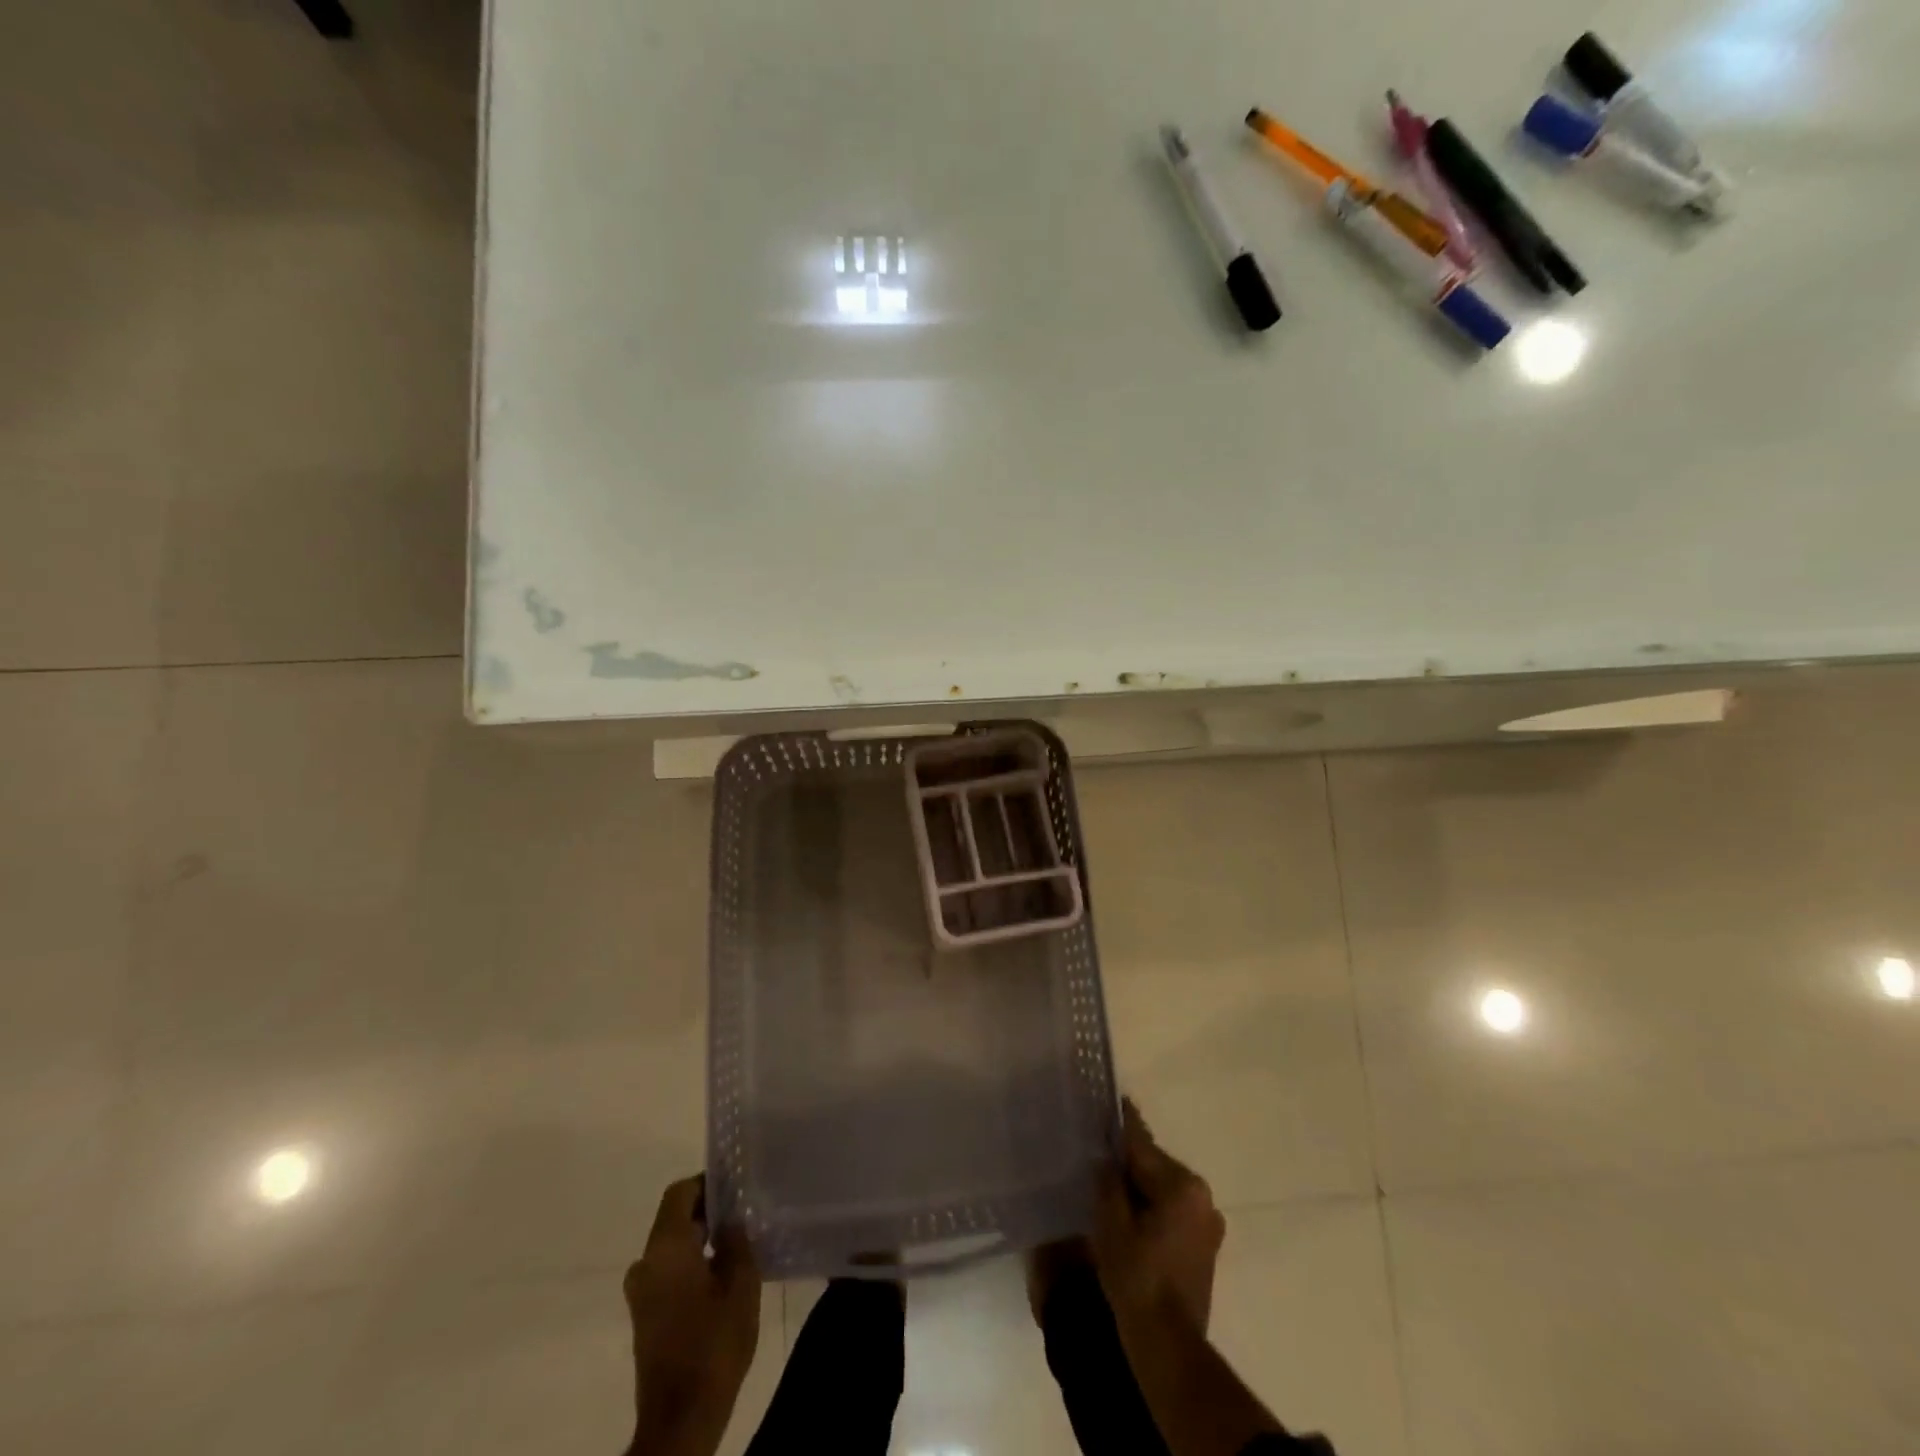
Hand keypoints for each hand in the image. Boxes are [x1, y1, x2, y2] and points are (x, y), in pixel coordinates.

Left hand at [624, 1176, 760, 1455]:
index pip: (679, 1192)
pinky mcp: (644, 1315)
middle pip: (673, 1218)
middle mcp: (645, 1262)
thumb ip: (737, 1242)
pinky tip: (720, 1276)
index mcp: (665, 1247)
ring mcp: (640, 1291)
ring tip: (736, 1243)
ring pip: (671, 1246)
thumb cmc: (713, 1344)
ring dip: (699, 1239)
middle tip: (743, 1213)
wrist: (681, 1419)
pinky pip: (667, 1270)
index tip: (735, 1187)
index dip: (706, 1183)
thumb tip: (731, 1220)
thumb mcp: (742, 1286)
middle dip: (706, 1212)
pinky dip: (690, 1263)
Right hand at [1090, 1099, 1225, 1332]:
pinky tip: (1128, 1213)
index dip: (1121, 1124)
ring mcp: (1207, 1223)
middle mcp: (1202, 1196)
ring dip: (1139, 1186)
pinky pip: (1172, 1211)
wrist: (1168, 1345)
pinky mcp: (1204, 1246)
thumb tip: (1107, 1157)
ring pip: (1163, 1189)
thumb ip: (1109, 1182)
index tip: (1112, 1099)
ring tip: (1108, 1181)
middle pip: (1154, 1166)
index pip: (1142, 1146)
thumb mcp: (1112, 1223)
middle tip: (1097, 1149)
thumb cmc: (1137, 1278)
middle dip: (1127, 1161)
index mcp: (1181, 1185)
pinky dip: (1151, 1207)